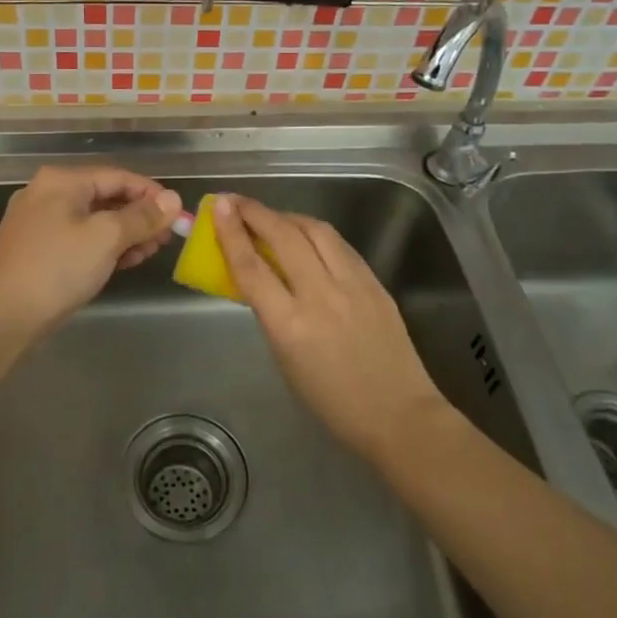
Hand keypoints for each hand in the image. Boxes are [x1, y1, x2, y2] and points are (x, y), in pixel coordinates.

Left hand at [0, 165, 181, 343]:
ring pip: (94, 220)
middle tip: (166, 238)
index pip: (118, 176)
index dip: (152, 194)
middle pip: (106, 196)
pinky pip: (81, 238)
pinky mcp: (39, 250)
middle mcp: (48, 194)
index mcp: (61, 181)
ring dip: (125, 233)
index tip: (178, 215)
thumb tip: (173, 199)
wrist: (2, 317)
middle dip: (140, 216)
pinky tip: (124, 262)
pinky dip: (104, 247)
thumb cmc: (56, 268)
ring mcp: (41, 223)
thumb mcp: (106, 238)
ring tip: (149, 253)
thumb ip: (142, 217)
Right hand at [211, 194, 450, 463]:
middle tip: (235, 202)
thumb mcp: (286, 360)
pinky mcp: (375, 282)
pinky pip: (340, 246)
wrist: (399, 415)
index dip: (231, 233)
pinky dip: (316, 233)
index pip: (252, 267)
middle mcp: (321, 296)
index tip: (217, 207)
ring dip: (287, 216)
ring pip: (316, 230)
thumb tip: (259, 277)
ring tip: (270, 216)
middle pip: (283, 236)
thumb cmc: (332, 402)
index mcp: (290, 325)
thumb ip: (271, 314)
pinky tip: (306, 236)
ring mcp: (353, 285)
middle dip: (255, 212)